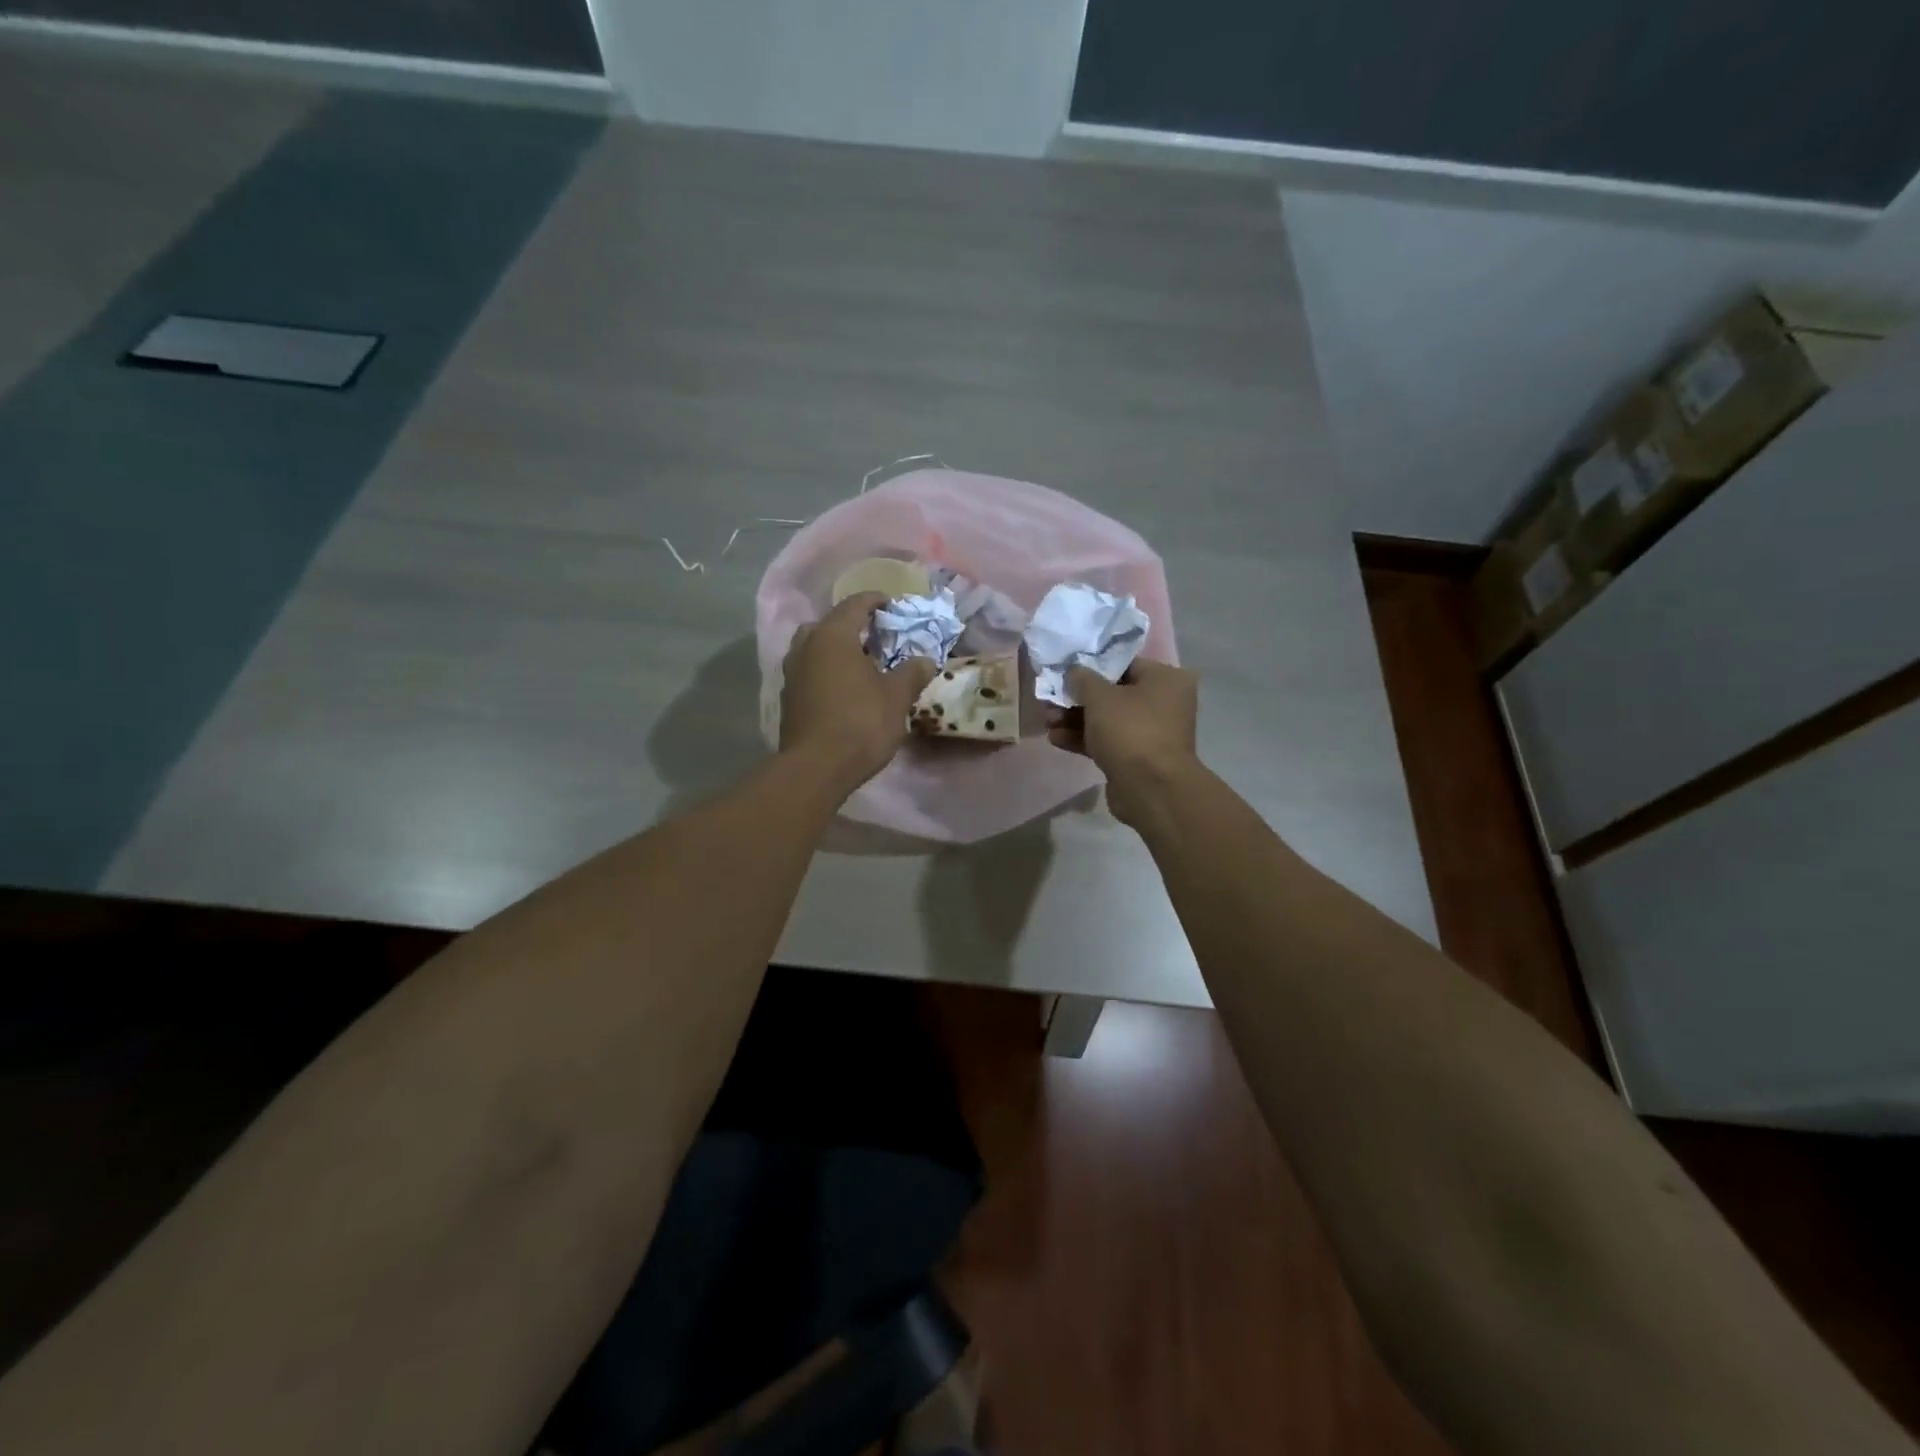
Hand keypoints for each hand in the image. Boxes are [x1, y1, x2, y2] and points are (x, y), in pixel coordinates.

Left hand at [780, 592, 936, 794]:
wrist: (816, 768)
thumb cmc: (860, 723)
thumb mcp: (896, 697)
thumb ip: (911, 673)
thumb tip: (925, 660)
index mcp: (833, 635)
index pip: (855, 604)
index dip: (877, 601)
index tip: (894, 606)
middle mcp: (806, 646)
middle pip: (830, 623)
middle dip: (853, 626)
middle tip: (877, 638)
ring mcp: (792, 672)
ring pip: (815, 648)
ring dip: (837, 650)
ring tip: (862, 665)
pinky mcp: (788, 697)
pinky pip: (810, 671)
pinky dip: (827, 671)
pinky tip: (845, 689)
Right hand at [1045, 659, 1199, 825]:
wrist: (1150, 789)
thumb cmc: (1130, 730)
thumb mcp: (1100, 696)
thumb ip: (1082, 678)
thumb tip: (1074, 670)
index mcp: (1165, 679)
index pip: (1122, 663)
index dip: (1090, 666)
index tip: (1063, 671)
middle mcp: (1162, 702)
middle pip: (1111, 693)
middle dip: (1076, 698)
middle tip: (1049, 701)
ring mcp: (1150, 732)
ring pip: (1106, 719)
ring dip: (1074, 719)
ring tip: (1047, 722)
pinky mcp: (1136, 757)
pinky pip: (1106, 741)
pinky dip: (1083, 739)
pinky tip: (1056, 739)